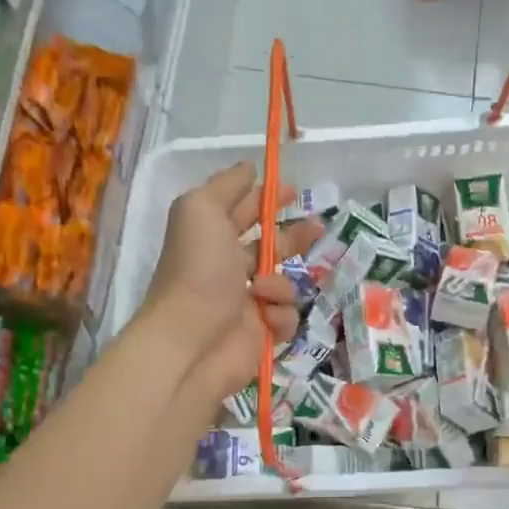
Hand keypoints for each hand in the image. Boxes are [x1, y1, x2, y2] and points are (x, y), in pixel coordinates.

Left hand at [142, 162, 325, 409]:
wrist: (191, 340)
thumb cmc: (197, 270)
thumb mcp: (201, 209)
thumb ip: (226, 185)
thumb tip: (250, 168)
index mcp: (212, 237)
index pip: (244, 211)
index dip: (268, 198)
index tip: (293, 191)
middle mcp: (229, 269)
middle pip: (272, 246)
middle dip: (294, 236)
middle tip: (317, 229)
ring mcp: (247, 303)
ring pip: (286, 284)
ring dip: (281, 284)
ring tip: (262, 292)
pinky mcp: (262, 334)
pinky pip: (288, 318)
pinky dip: (280, 316)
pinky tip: (264, 319)